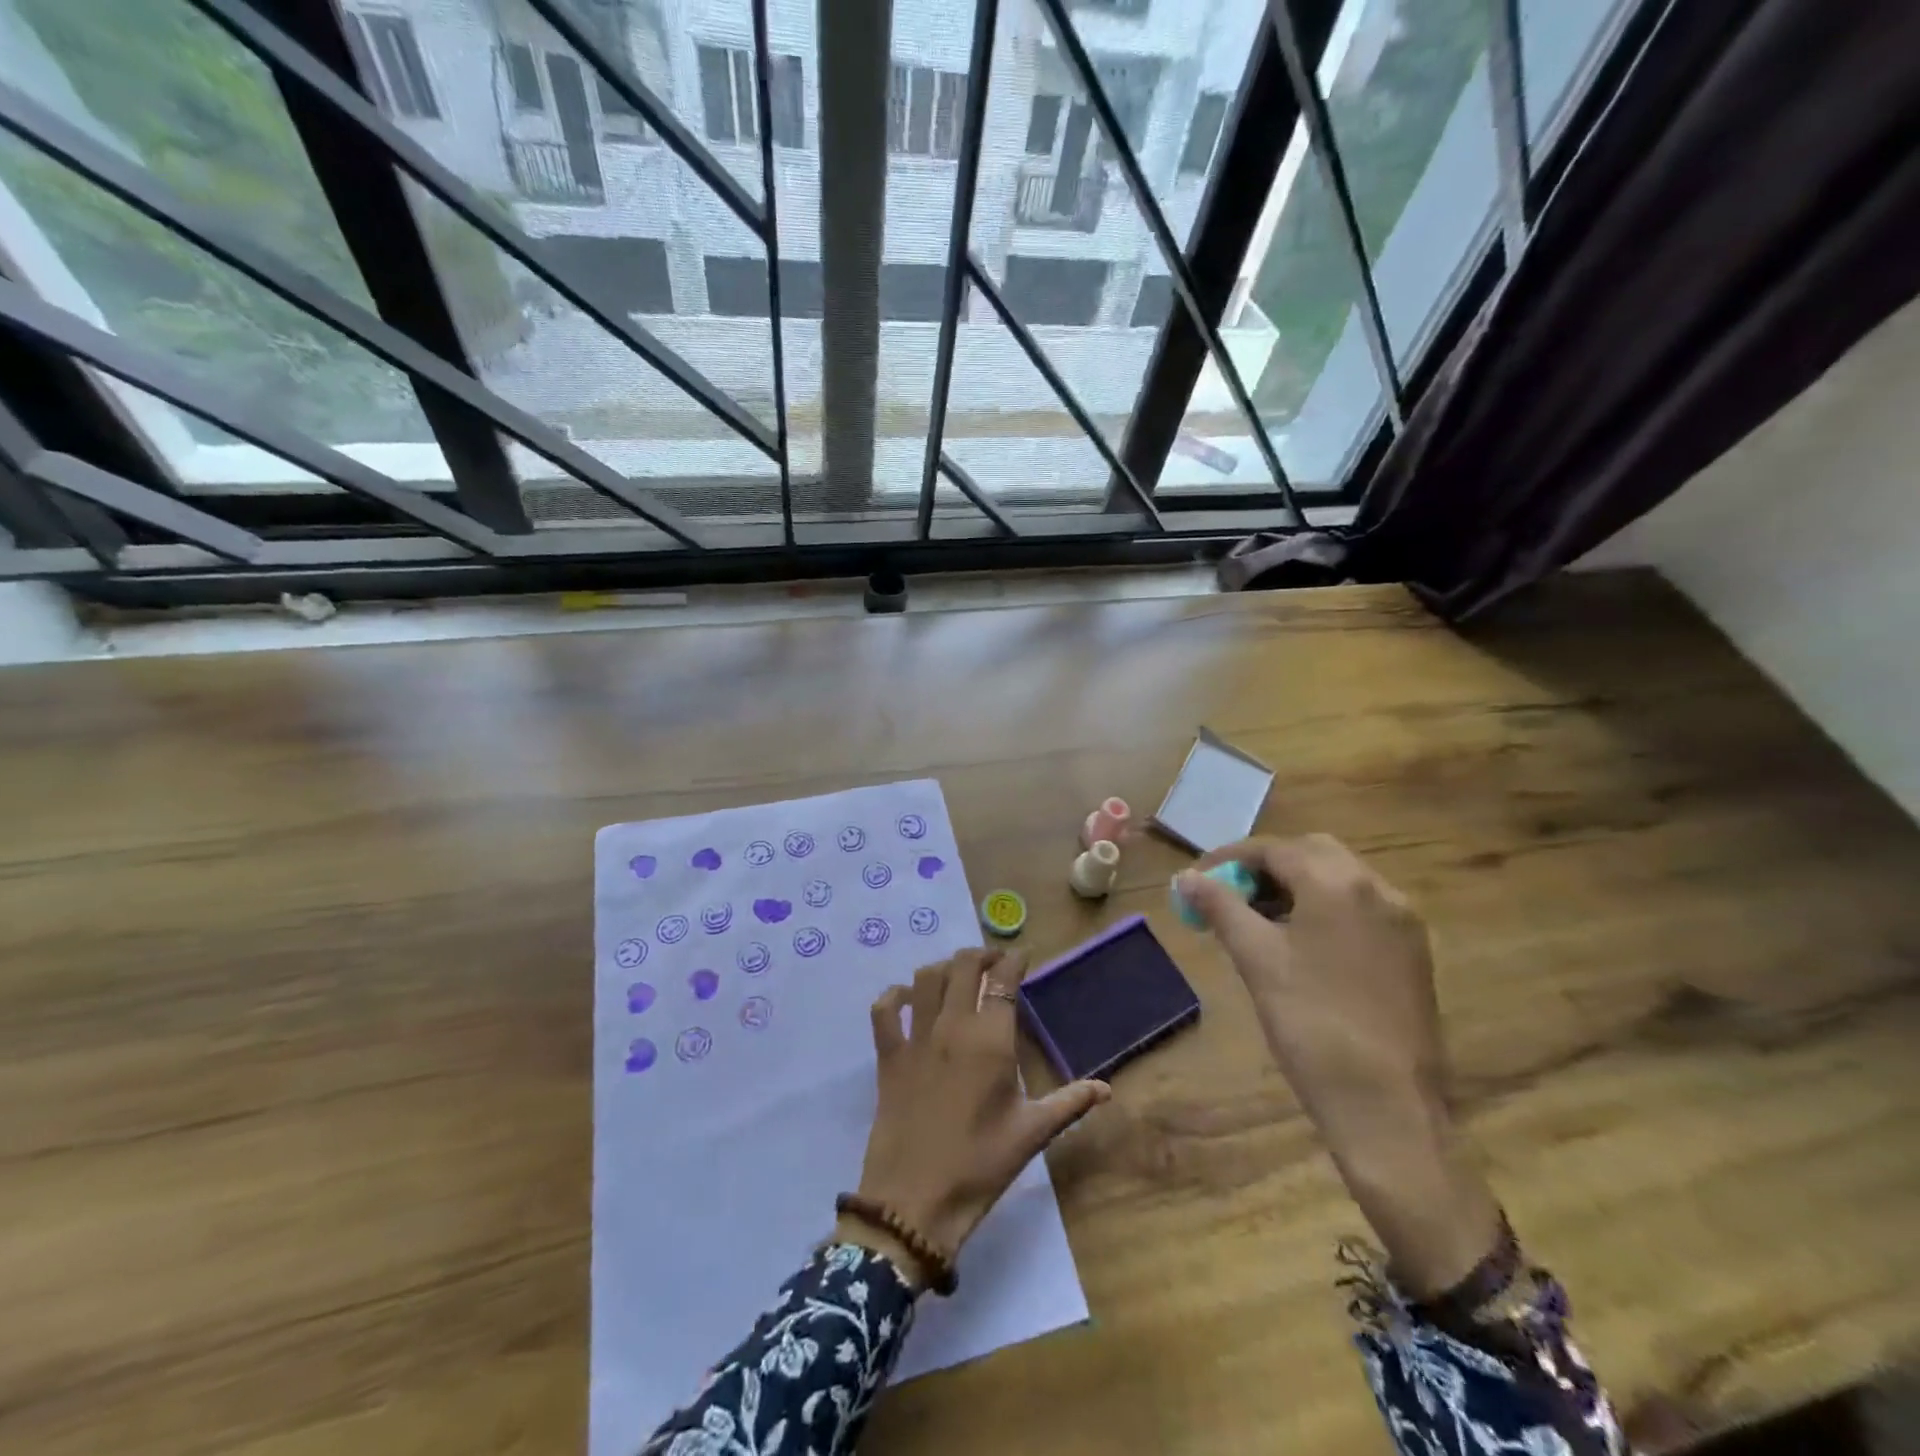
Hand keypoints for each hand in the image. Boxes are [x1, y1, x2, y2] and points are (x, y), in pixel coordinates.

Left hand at [841, 947, 1109, 1288]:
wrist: (915, 1201)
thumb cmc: (980, 1166)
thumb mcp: (1031, 1134)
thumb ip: (1070, 1103)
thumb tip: (1107, 1088)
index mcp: (990, 1041)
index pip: (1003, 981)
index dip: (1013, 961)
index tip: (1022, 957)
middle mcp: (952, 1027)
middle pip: (963, 966)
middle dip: (981, 955)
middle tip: (994, 964)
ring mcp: (916, 1038)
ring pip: (925, 978)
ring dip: (943, 967)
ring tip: (957, 976)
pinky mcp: (888, 1056)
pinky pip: (884, 1010)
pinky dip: (894, 996)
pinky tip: (906, 999)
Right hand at [1177, 835, 1499, 1296]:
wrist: (1388, 1107)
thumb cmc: (1312, 1025)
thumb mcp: (1257, 960)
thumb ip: (1221, 907)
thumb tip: (1186, 877)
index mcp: (1339, 884)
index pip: (1275, 849)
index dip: (1229, 859)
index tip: (1196, 879)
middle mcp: (1378, 889)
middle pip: (1311, 853)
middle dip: (1264, 866)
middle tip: (1227, 894)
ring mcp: (1401, 921)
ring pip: (1338, 879)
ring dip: (1294, 885)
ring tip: (1254, 918)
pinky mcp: (1411, 951)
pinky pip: (1359, 907)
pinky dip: (1322, 907)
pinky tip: (1296, 941)